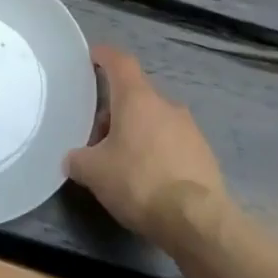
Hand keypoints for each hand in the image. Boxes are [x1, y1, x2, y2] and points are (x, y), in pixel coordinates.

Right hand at [67, 46, 225, 240]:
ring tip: (121, 161)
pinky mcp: (204, 154)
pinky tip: (147, 178)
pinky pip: (172, 142)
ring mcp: (190, 129)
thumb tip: (74, 159)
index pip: (120, 62)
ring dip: (136, 131)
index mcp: (137, 98)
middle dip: (115, 109)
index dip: (104, 56)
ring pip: (155, 119)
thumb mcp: (93, 172)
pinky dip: (156, 151)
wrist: (197, 220)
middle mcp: (166, 105)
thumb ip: (78, 159)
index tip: (92, 57)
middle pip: (136, 95)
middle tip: (97, 136)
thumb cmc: (139, 181)